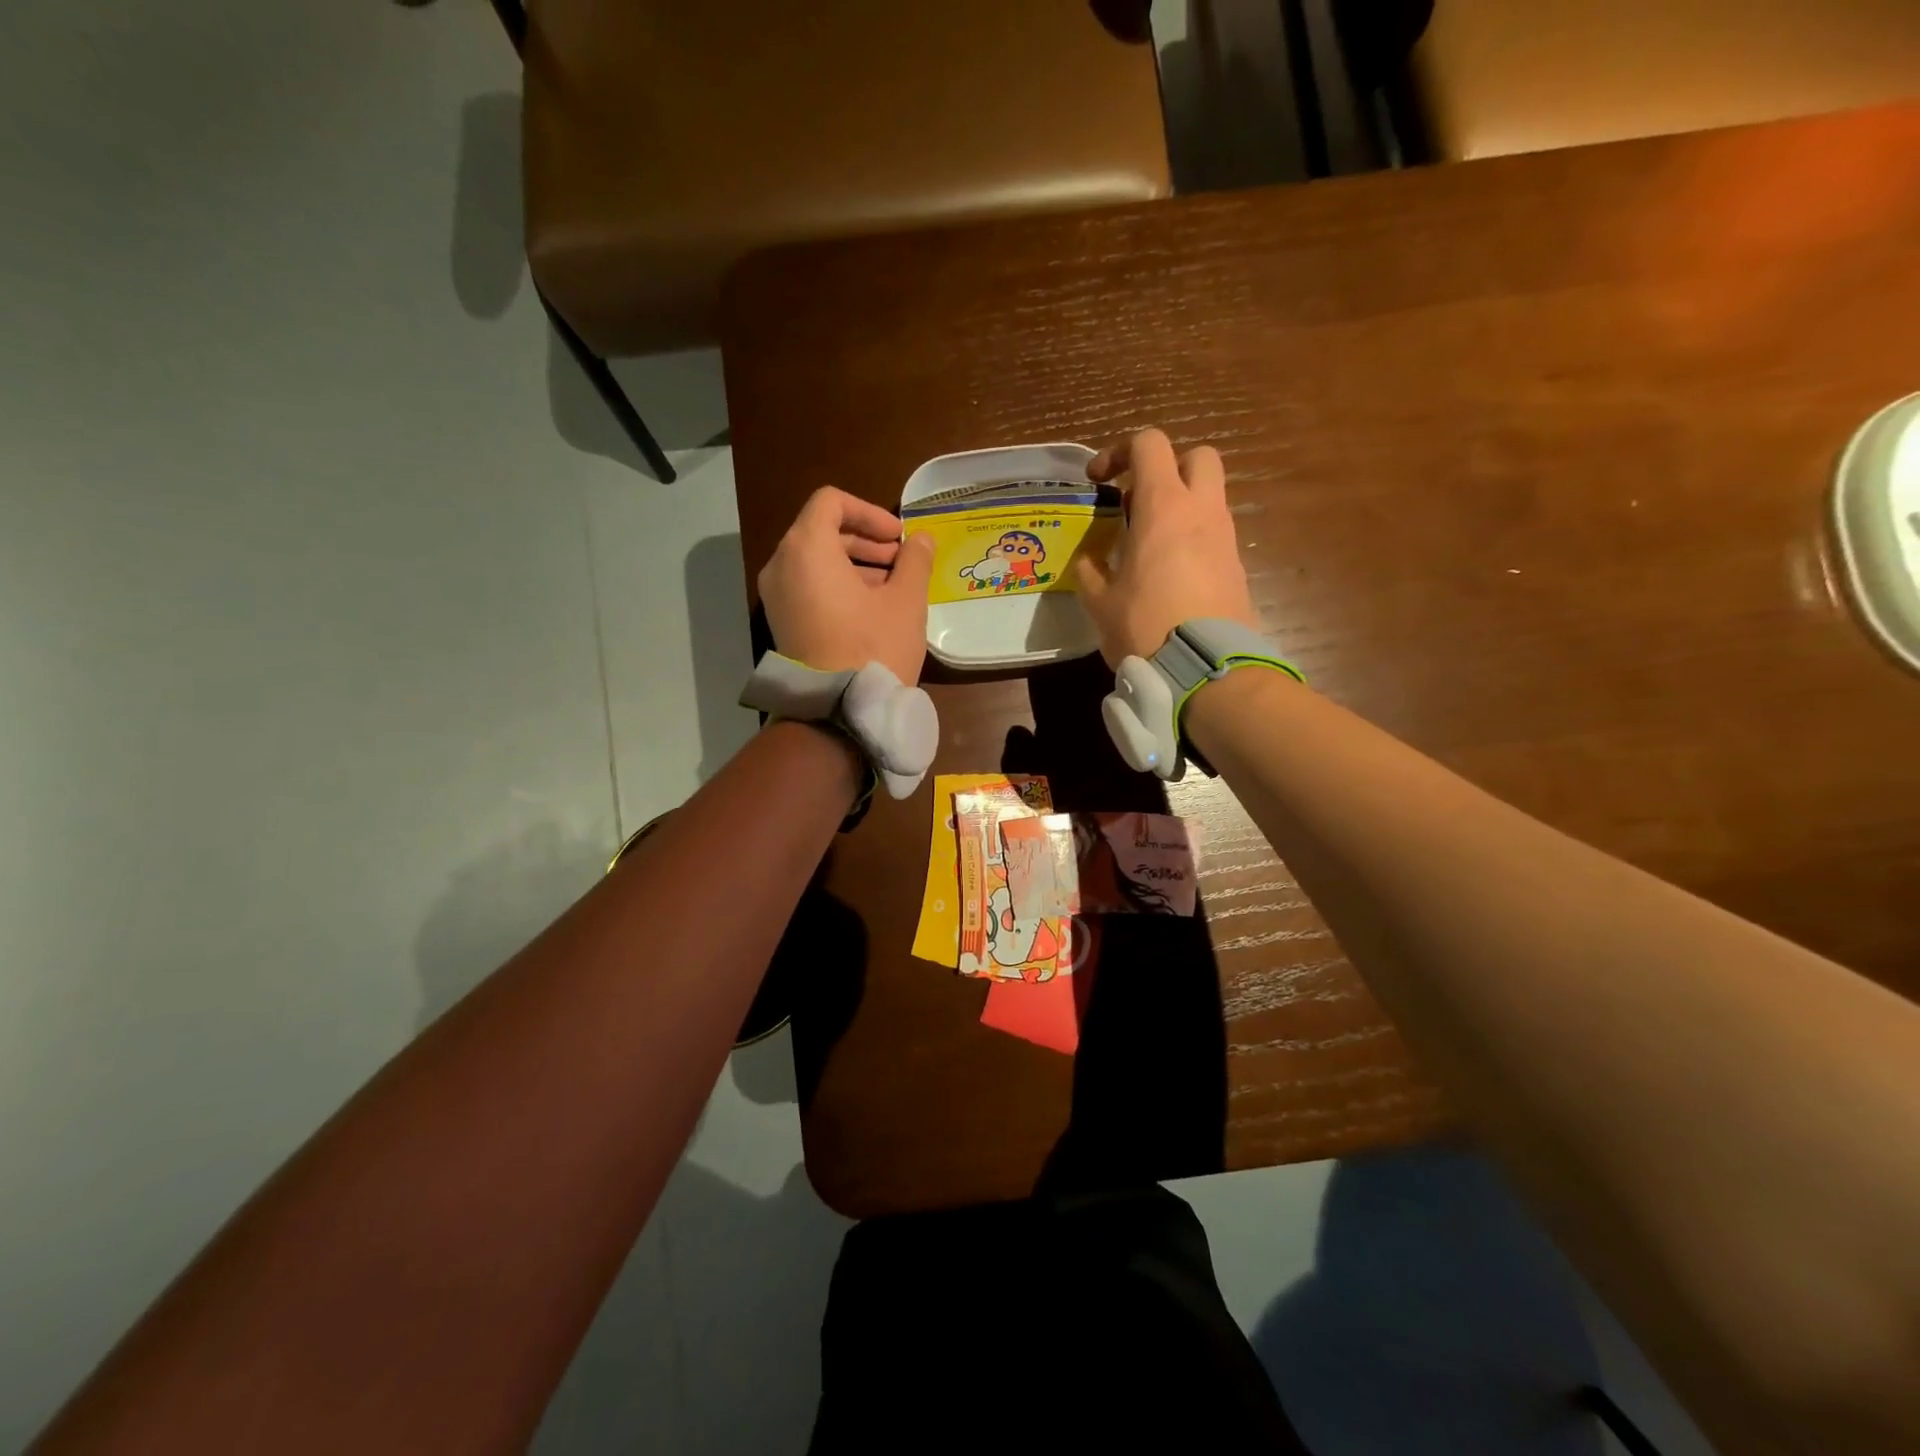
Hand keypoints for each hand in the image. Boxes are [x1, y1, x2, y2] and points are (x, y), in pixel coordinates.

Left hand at [759, 487, 935, 683]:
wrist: (837, 712)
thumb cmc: (873, 648)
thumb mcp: (906, 601)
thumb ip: (915, 560)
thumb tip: (921, 539)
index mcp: (806, 548)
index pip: (831, 502)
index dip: (869, 512)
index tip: (898, 537)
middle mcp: (781, 565)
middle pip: (822, 531)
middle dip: (865, 540)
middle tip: (901, 560)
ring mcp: (776, 596)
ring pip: (814, 560)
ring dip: (854, 563)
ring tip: (892, 586)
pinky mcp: (781, 622)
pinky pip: (807, 586)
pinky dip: (836, 584)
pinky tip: (870, 608)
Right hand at [1073, 429, 1256, 664]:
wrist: (1204, 669)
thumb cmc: (1144, 626)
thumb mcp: (1100, 601)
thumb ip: (1090, 571)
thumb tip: (1089, 561)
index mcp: (1163, 506)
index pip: (1149, 444)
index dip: (1119, 452)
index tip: (1098, 481)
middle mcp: (1201, 510)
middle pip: (1197, 456)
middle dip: (1168, 468)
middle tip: (1139, 501)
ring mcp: (1226, 537)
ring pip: (1210, 496)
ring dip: (1182, 506)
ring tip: (1150, 543)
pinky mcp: (1236, 566)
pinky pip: (1215, 534)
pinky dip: (1194, 538)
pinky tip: (1171, 573)